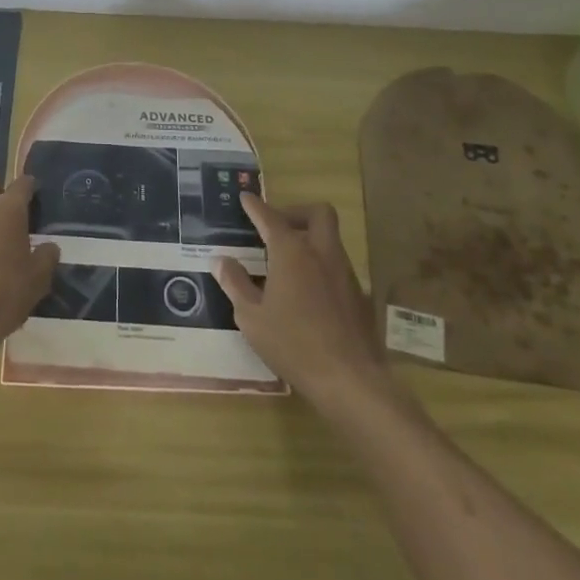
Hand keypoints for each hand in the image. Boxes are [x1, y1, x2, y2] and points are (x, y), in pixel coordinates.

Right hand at [215, 193, 385, 412]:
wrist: (350, 380)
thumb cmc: (293, 344)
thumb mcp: (251, 317)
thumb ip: (235, 283)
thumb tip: (221, 260)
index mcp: (292, 252)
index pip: (270, 217)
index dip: (256, 206)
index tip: (246, 198)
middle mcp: (321, 253)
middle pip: (318, 213)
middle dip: (296, 212)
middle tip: (277, 227)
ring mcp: (345, 274)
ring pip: (330, 240)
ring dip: (310, 240)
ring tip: (286, 263)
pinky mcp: (359, 296)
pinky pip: (337, 267)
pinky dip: (320, 267)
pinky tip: (307, 294)